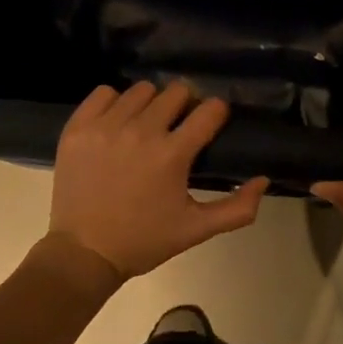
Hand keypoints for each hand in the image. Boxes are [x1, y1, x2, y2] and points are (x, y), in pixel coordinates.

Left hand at [48, 81, 269, 280]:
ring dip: (150, 104)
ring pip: (141, 90)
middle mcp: (141, 132)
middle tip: (177, 126)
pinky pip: (103, 93)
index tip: (211, 122)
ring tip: (145, 125)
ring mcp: (106, 126)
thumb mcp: (195, 230)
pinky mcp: (78, 127)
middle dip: (184, 105)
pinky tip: (116, 123)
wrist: (82, 253)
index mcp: (172, 154)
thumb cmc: (143, 241)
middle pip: (176, 92)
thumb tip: (263, 180)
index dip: (215, 113)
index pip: (209, 110)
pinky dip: (114, 103)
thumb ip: (237, 208)